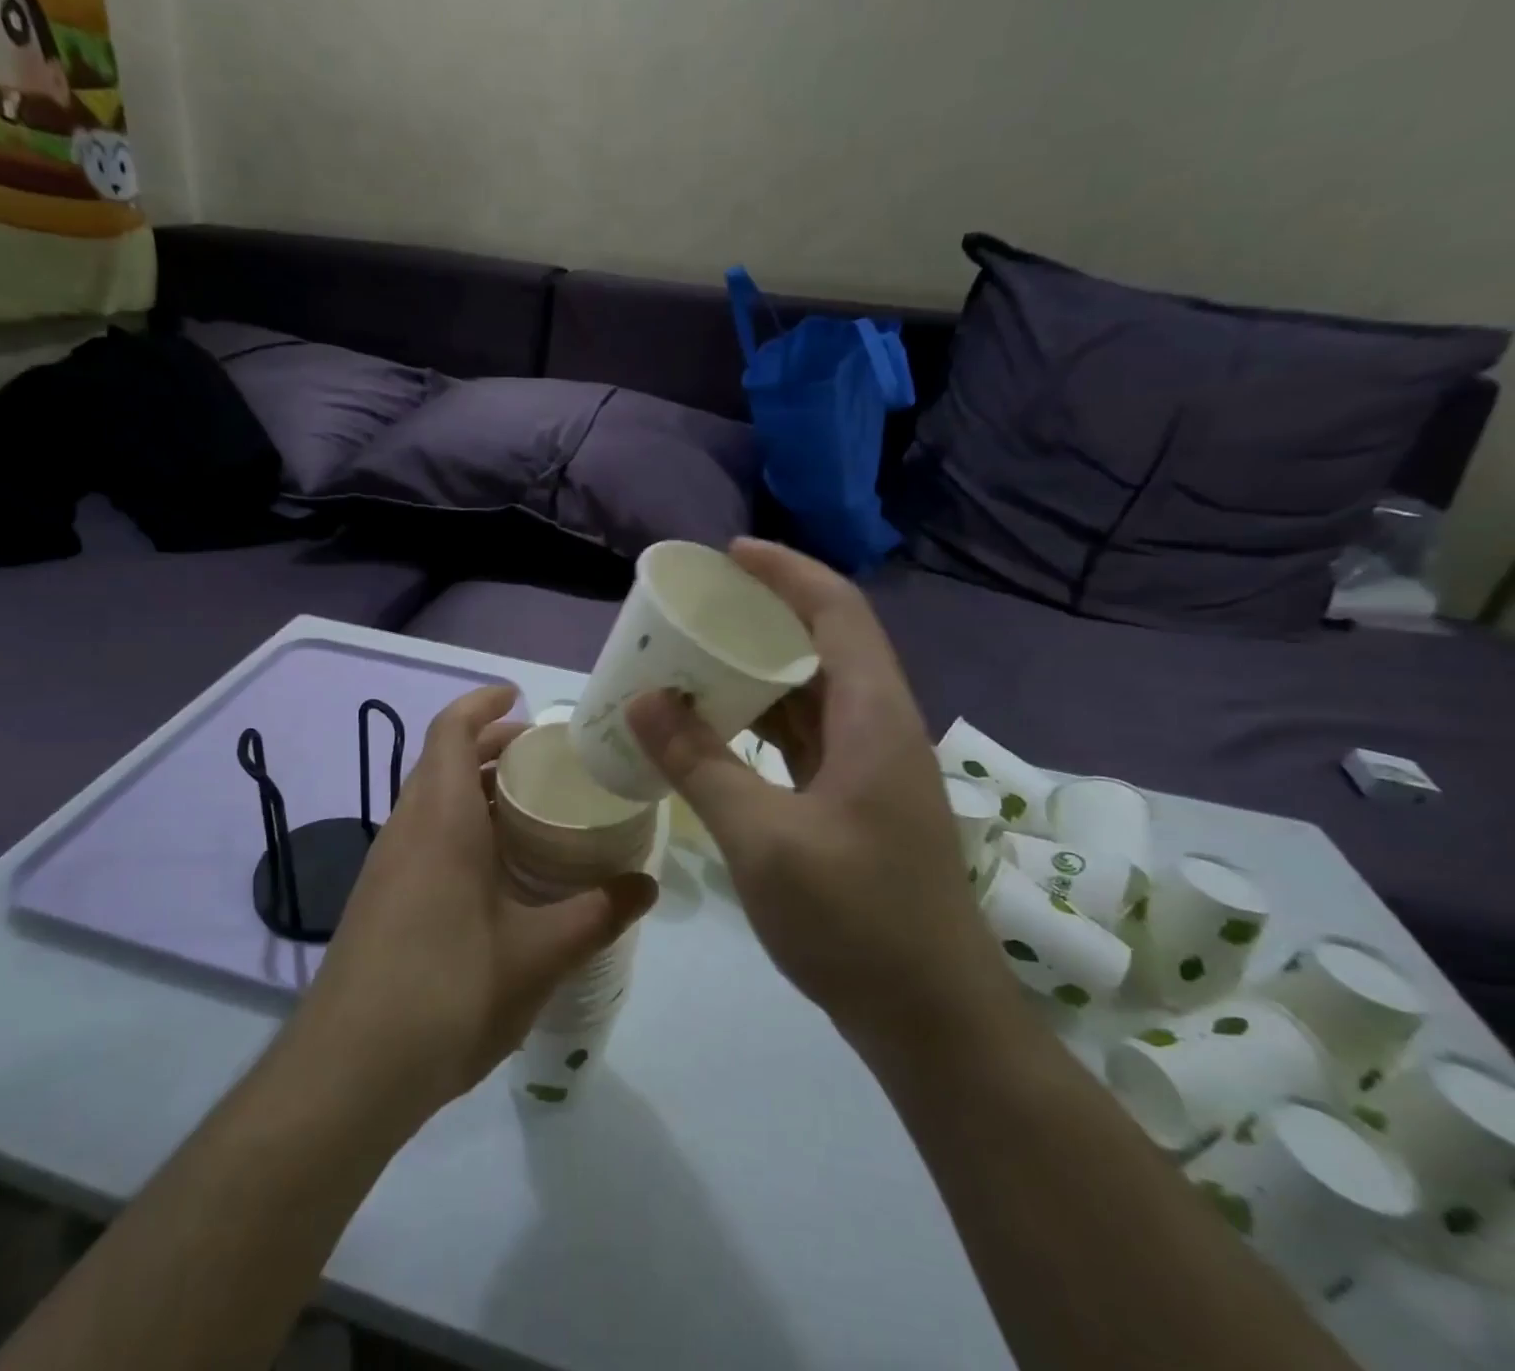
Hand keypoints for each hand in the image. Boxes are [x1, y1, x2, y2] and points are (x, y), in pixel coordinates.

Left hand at [291, 685, 656, 1120]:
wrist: (348, 1072)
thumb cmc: (447, 992)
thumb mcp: (537, 954)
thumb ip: (596, 914)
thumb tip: (646, 886)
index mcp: (440, 820)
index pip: (450, 731)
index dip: (482, 704)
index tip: (518, 696)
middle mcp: (407, 829)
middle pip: (441, 760)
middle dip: (488, 746)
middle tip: (543, 756)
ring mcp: (387, 865)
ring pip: (429, 800)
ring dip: (473, 788)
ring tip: (530, 807)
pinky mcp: (380, 900)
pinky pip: (423, 836)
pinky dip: (459, 826)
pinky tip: (497, 870)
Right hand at [625, 540, 1011, 1041]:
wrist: (931, 1019)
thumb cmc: (856, 922)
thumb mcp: (764, 839)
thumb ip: (701, 764)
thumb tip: (644, 701)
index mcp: (874, 718)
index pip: (836, 612)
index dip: (786, 572)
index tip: (728, 555)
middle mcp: (878, 729)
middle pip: (823, 645)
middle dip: (762, 616)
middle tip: (697, 610)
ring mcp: (869, 769)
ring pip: (812, 695)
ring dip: (758, 673)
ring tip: (695, 661)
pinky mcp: (854, 804)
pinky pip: (804, 740)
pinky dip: (761, 723)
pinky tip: (717, 731)